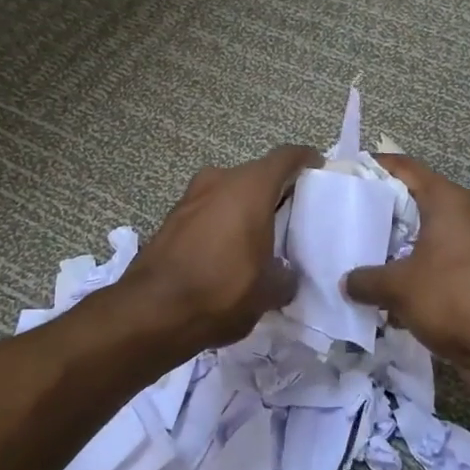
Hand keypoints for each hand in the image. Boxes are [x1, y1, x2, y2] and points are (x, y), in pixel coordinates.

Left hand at [122, 146, 320, 352]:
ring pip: (229, 192)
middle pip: (256, 174)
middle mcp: (219, 181)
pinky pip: (208, 210)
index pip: (286, 157)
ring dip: (246, 207)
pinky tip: (230, 250)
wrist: (152, 312)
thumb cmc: (222, 290)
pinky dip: (223, 222)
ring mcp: (190, 197)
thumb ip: (286, 276)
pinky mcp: (171, 219)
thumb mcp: (269, 291)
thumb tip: (285, 275)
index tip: (318, 169)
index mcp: (250, 187)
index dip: (305, 160)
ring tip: (263, 235)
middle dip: (276, 190)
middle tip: (294, 214)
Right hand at [343, 154, 469, 380]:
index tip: (342, 174)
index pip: (404, 167)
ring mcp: (469, 250)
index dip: (372, 166)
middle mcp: (460, 217)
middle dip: (377, 214)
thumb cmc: (454, 297)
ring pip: (420, 240)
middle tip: (340, 220)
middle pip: (411, 204)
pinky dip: (409, 278)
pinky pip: (431, 270)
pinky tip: (381, 296)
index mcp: (446, 201)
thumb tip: (346, 282)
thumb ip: (366, 280)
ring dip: (391, 251)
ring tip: (353, 258)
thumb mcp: (399, 287)